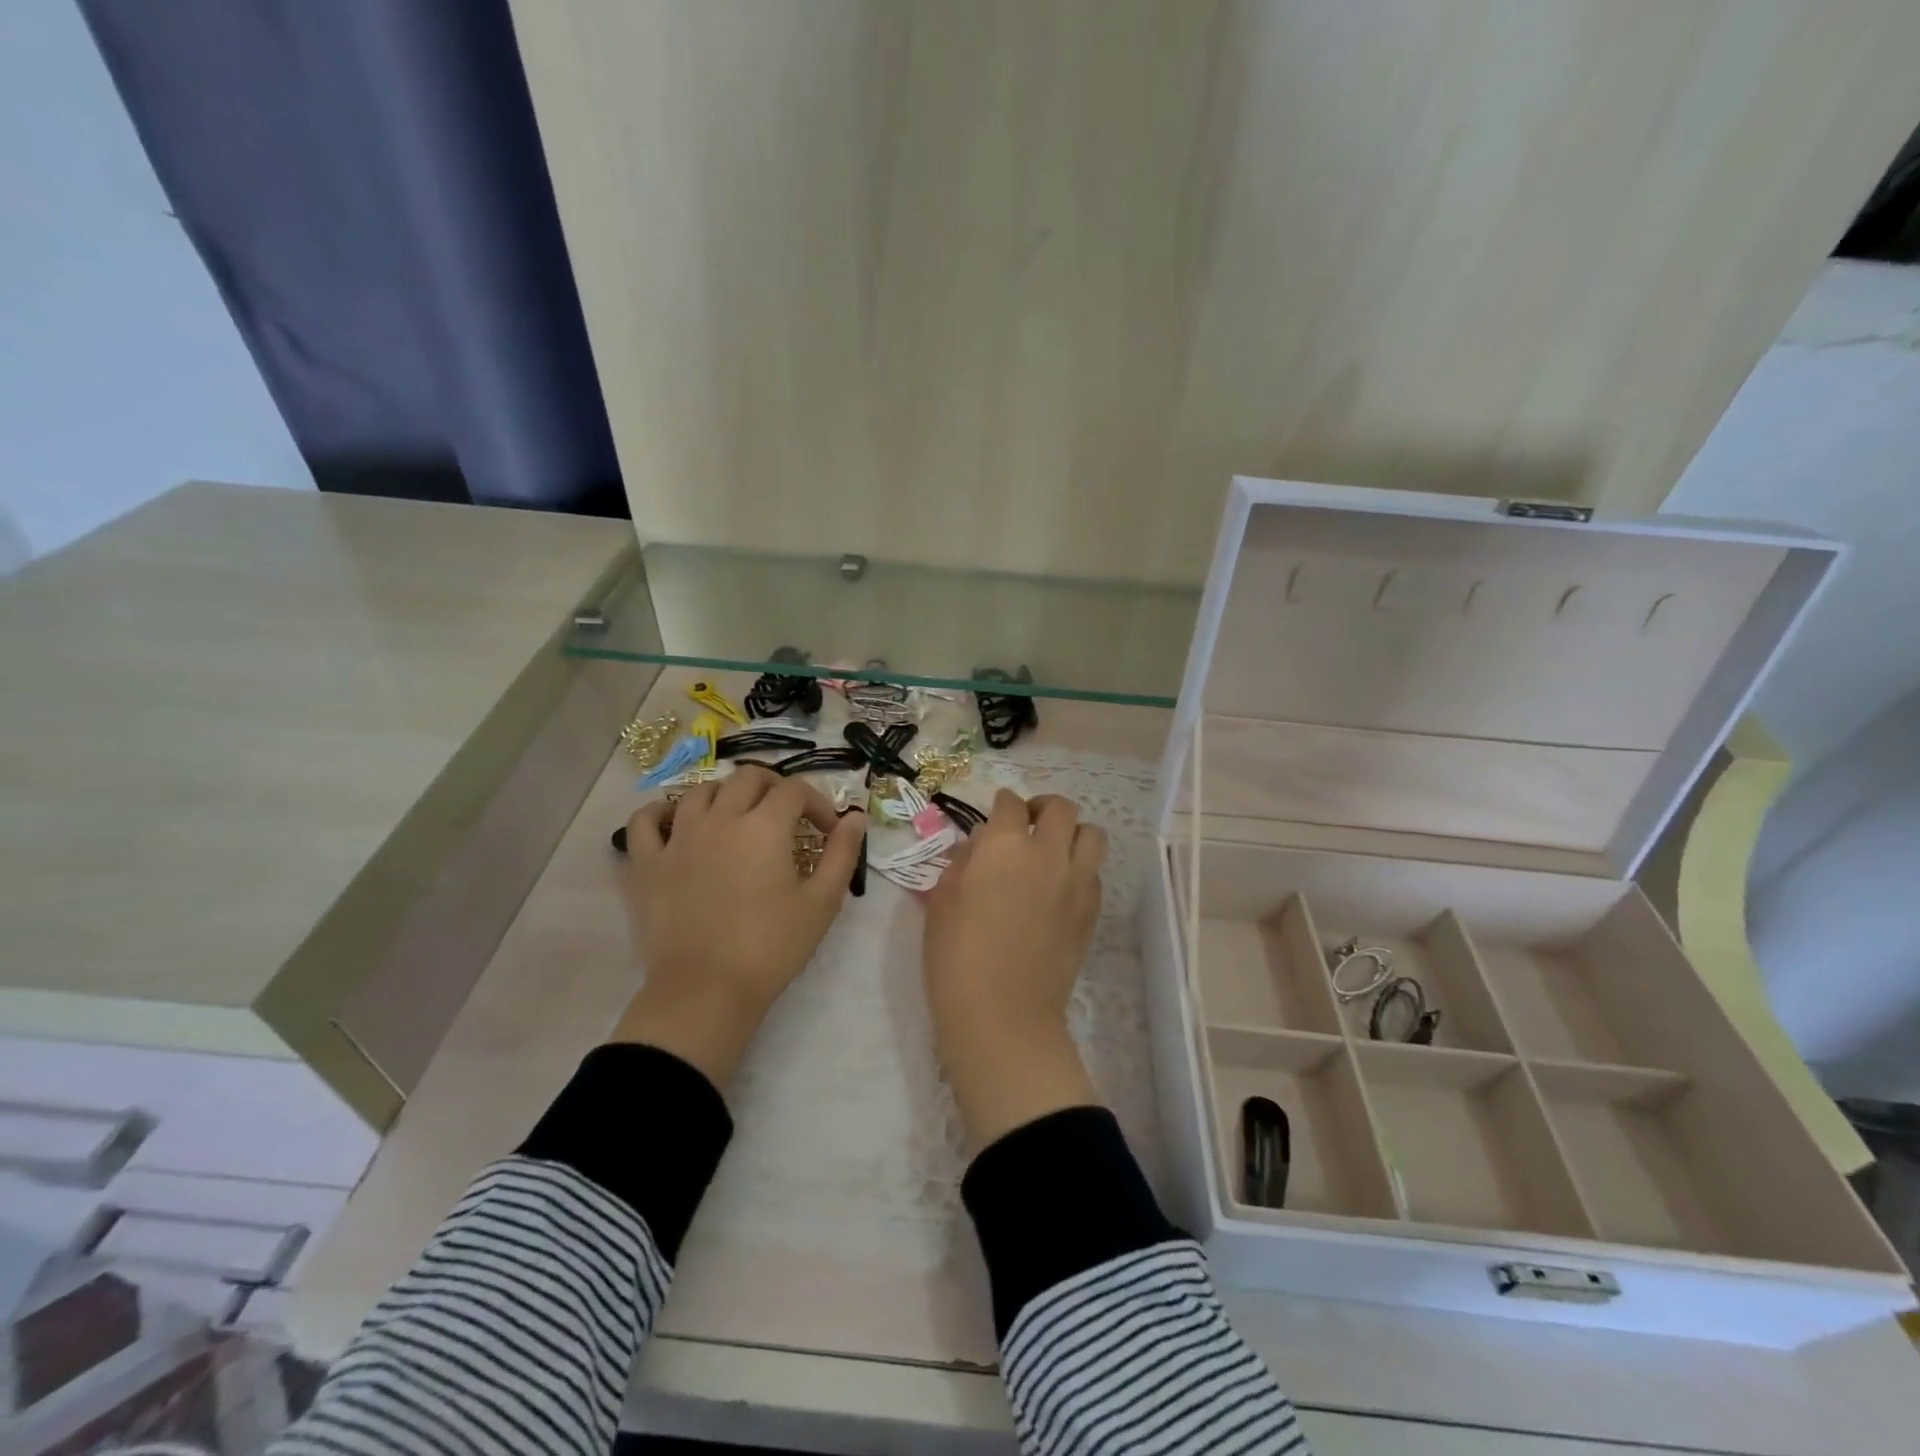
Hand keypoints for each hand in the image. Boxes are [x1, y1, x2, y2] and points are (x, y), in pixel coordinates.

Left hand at [613, 767, 864, 1088]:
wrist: (706, 992)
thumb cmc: (771, 948)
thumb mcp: (822, 903)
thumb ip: (842, 854)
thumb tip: (855, 818)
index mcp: (764, 826)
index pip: (795, 790)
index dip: (817, 803)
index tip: (827, 831)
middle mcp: (720, 819)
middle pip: (748, 777)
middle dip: (775, 787)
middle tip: (788, 816)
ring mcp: (678, 838)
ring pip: (700, 790)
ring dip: (726, 794)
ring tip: (738, 817)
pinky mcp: (647, 863)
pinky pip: (646, 820)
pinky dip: (661, 811)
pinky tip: (676, 821)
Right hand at [923, 790, 1107, 1150]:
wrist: (1003, 1014)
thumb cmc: (956, 957)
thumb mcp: (943, 902)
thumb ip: (963, 864)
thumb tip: (979, 848)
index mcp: (1004, 845)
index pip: (1010, 804)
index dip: (1002, 805)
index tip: (996, 814)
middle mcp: (1047, 853)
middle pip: (1061, 808)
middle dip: (1044, 808)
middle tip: (1029, 825)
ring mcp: (1076, 881)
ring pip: (1092, 834)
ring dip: (1073, 834)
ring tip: (1054, 851)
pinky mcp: (1092, 911)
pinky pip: (1094, 873)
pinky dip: (1080, 869)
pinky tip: (1061, 888)